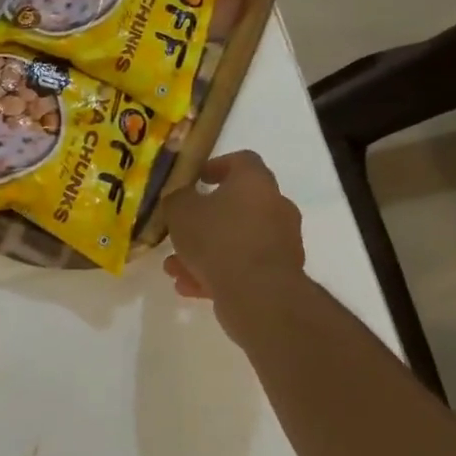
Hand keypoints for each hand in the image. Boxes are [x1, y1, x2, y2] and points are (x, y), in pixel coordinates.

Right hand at [161, 152, 310, 333]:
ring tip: (175, 266)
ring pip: (236, 239)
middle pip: (237, 204)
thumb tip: (181, 199)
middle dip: (204, 218)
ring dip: (206, 250)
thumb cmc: (218, 239)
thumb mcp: (180, 211)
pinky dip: (218, 273)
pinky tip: (189, 286)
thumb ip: (177, 199)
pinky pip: (243, 266)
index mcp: (255, 182)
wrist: (258, 294)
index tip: (196, 179)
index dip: (216, 166)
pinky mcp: (279, 274)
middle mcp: (275, 206)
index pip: (242, 161)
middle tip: (180, 229)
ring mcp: (281, 242)